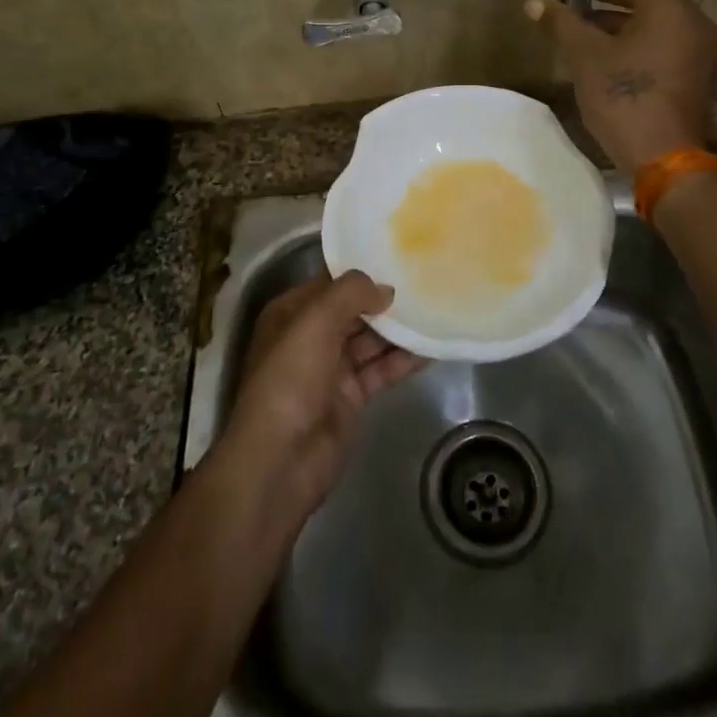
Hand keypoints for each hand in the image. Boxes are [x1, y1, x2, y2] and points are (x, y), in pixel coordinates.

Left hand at [222, 272, 426, 519]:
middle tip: (425, 280)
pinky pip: (382, 369)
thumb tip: (385, 289)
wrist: (280, 460)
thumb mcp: (314, 321)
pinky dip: (405, 359)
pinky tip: (433, 347)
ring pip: (371, 340)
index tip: (398, 256)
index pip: (330, 283)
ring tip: (436, 309)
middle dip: (385, 298)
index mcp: (292, 313)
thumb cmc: (290, 379)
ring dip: (400, 328)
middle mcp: (311, 336)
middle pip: (354, 310)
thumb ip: (350, 293)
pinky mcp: (352, 397)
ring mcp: (332, 368)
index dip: (361, 270)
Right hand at [526, 0, 716, 173]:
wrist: (665, 160)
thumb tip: (533, 1)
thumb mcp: (585, 57)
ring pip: (656, 21)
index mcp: (669, 8)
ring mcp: (700, 49)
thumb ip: (562, 23)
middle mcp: (693, 21)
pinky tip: (609, 56)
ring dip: (621, 20)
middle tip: (575, 1)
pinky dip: (639, 40)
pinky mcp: (696, 74)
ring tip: (585, 30)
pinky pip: (666, 42)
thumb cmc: (624, 98)